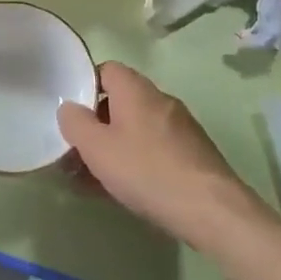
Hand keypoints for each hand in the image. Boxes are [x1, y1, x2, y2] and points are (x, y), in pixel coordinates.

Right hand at [58, 63, 263, 251]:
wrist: (211, 209)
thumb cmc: (146, 170)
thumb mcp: (97, 147)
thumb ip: (75, 123)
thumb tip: (69, 107)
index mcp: (136, 89)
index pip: (105, 70)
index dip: (84, 87)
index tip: (70, 113)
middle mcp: (159, 100)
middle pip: (119, 102)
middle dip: (95, 126)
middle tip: (75, 153)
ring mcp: (179, 127)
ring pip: (135, 130)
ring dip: (112, 148)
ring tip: (91, 179)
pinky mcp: (191, 154)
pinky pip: (152, 149)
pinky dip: (133, 162)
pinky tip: (121, 190)